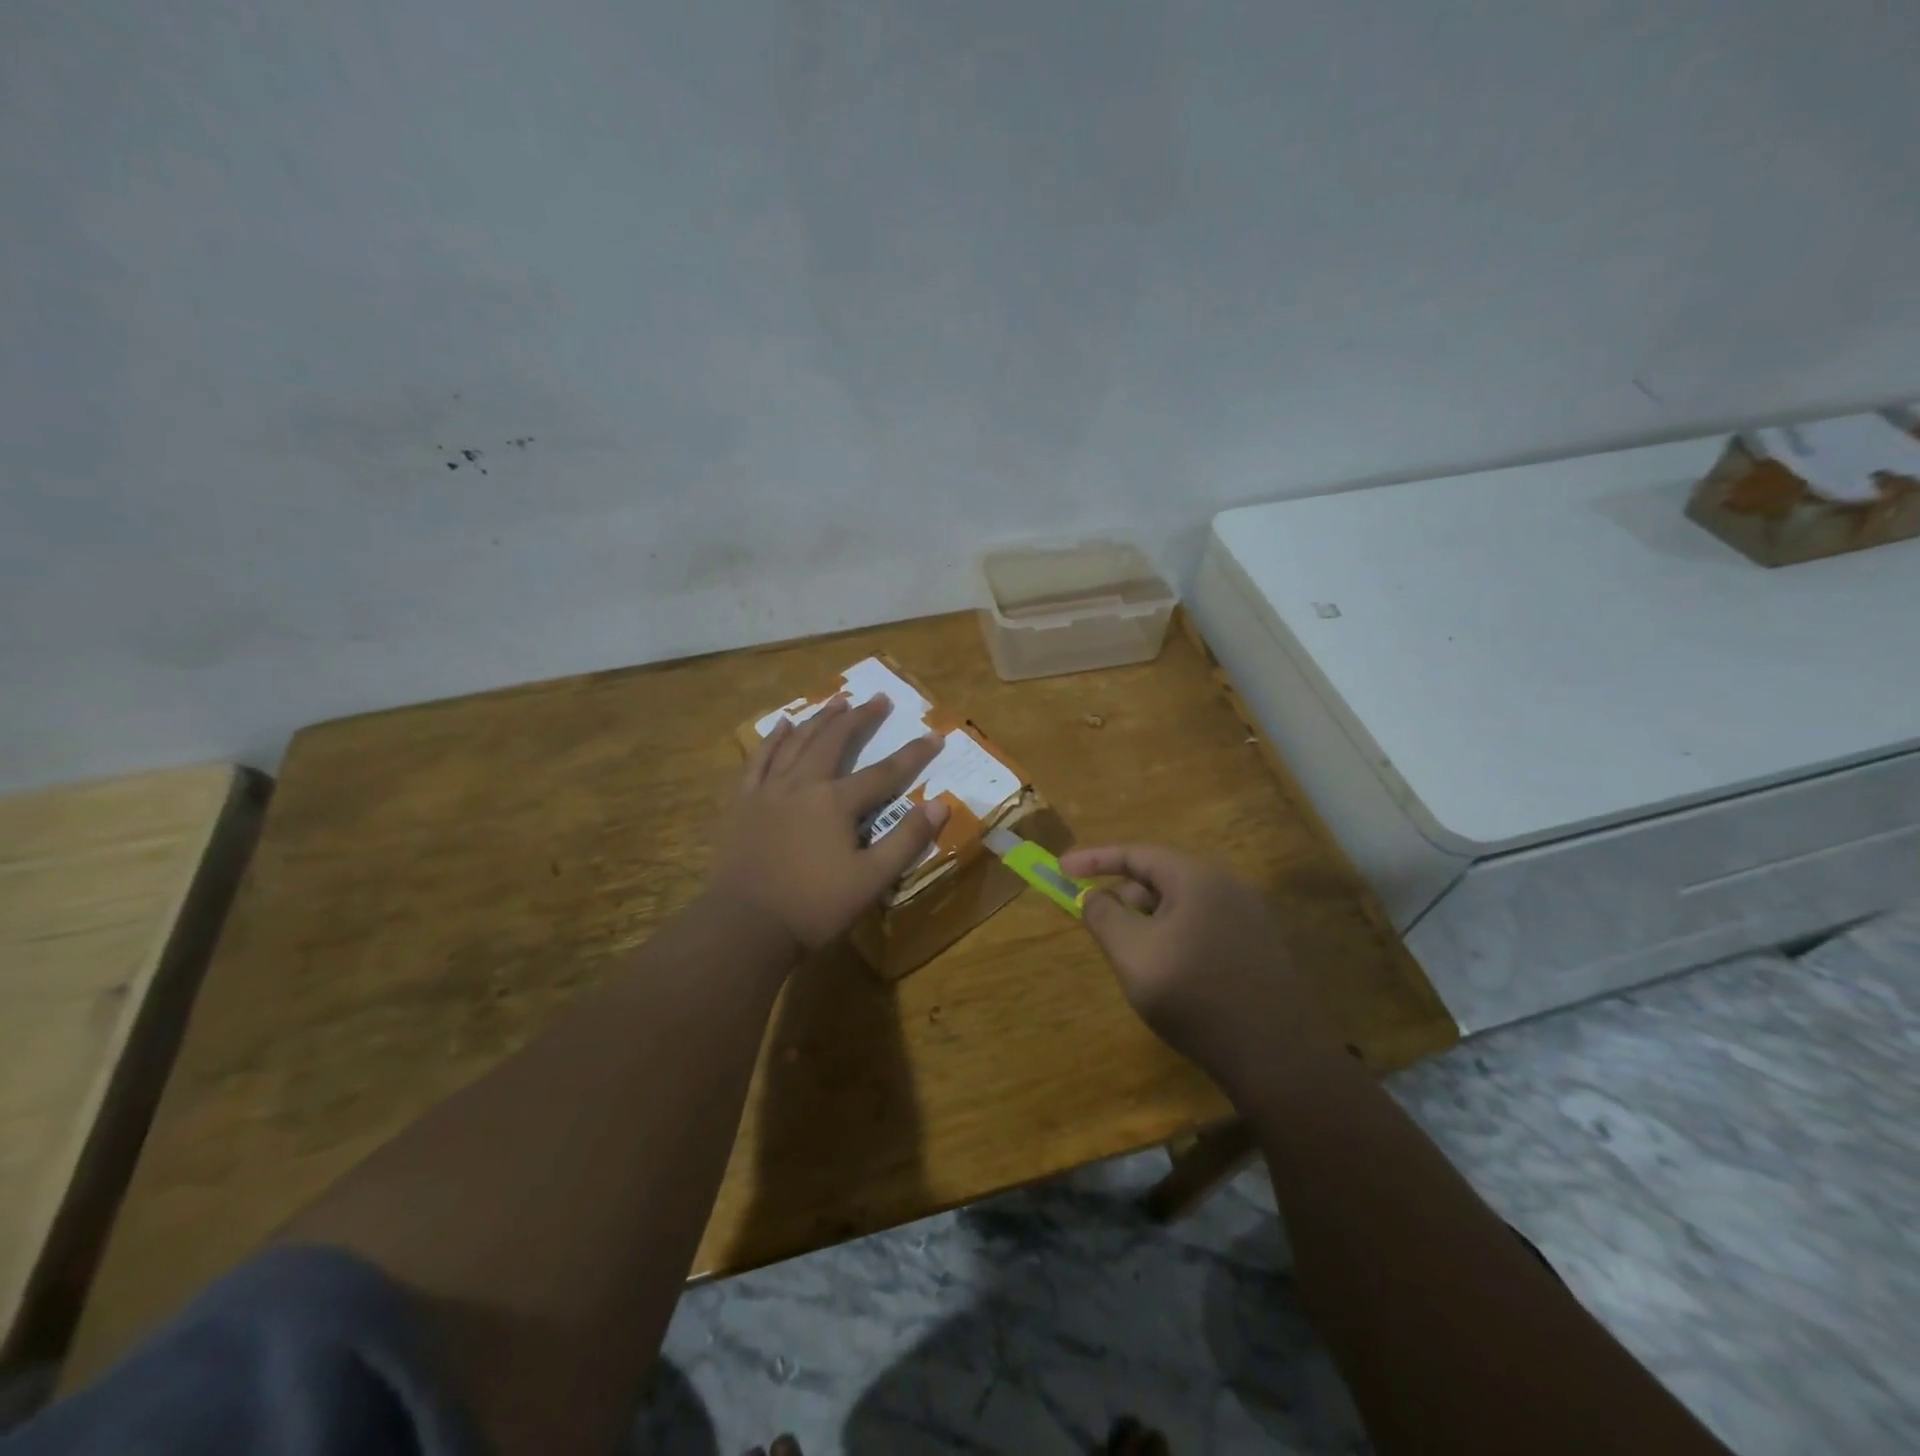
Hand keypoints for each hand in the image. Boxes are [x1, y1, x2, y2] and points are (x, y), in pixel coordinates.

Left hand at [709, 694, 950, 958]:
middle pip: (835, 742)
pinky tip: (782, 724)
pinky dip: (773, 740)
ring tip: (837, 700)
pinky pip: (758, 760)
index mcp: (836, 802)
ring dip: (820, 719)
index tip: (934, 734)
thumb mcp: (871, 879)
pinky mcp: (743, 803)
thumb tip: (940, 804)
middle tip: (878, 699)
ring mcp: (769, 791)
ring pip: (797, 743)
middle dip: (860, 719)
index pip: (884, 773)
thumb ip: (907, 840)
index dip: (913, 755)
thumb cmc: (813, 906)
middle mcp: (803, 784)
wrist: (745, 926)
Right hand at [1058, 844, 1338, 1089]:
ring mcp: (1247, 917)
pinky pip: (1202, 926)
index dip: (1095, 859)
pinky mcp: (1257, 947)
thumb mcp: (1132, 954)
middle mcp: (1227, 887)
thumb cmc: (1194, 998)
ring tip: (1129, 955)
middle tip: (1096, 923)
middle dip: (1122, 896)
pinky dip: (1172, 936)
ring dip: (1146, 920)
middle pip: (1160, 878)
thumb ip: (1104, 916)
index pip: (1137, 854)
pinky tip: (1166, 972)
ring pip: (1180, 905)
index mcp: (1197, 879)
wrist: (1275, 1058)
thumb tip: (1094, 896)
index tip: (1062, 868)